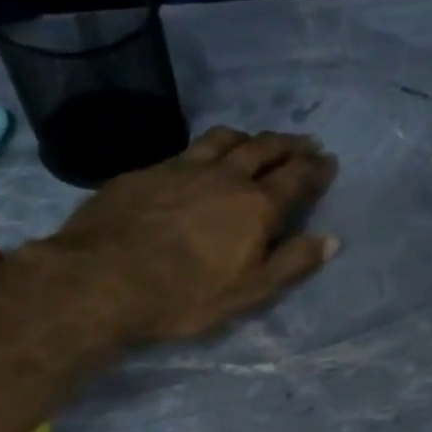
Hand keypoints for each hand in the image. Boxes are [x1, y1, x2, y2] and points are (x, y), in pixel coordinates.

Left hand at [39, 126, 339, 341]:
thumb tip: (331, 239)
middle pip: (264, 147)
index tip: (329, 161)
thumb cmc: (185, 294)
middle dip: (289, 144)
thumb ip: (293, 262)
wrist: (100, 279)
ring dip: (250, 137)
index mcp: (256, 204)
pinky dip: (210, 148)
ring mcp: (182, 167)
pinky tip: (203, 158)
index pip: (296, 177)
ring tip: (258, 141)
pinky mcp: (147, 171)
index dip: (316, 168)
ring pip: (224, 138)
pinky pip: (189, 148)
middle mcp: (225, 175)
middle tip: (305, 142)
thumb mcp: (251, 290)